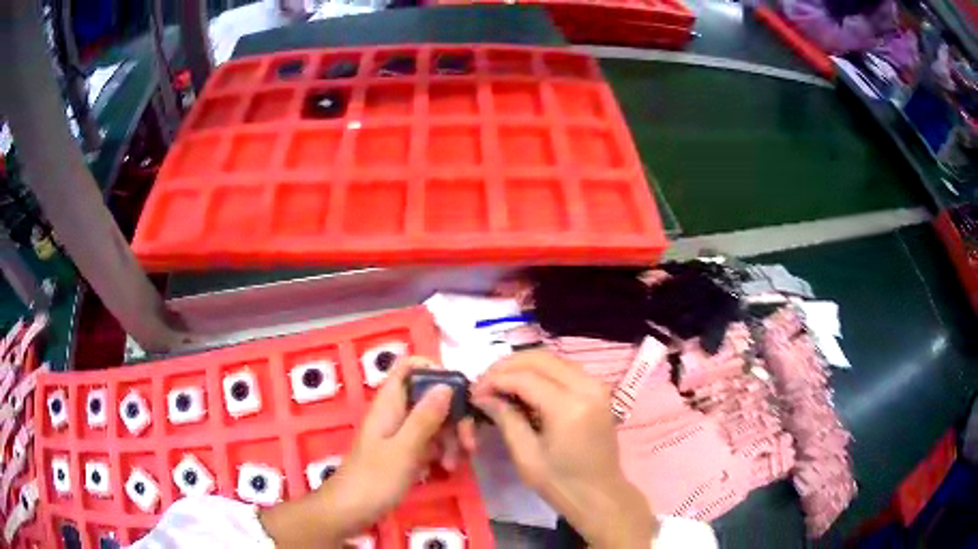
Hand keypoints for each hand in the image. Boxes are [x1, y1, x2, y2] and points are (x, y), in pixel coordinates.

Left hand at [260, 357, 475, 546]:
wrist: (349, 511)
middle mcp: (395, 413)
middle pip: (429, 396)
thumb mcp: (404, 449)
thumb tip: (446, 384)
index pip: (409, 368)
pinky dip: (441, 451)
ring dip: (450, 438)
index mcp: (389, 404)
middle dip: (453, 414)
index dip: (434, 370)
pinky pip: (429, 442)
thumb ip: (425, 417)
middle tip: (468, 440)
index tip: (459, 391)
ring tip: (454, 463)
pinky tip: (446, 469)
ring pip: (433, 421)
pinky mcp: (403, 453)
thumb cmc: (374, 480)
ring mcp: (399, 434)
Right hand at [471, 351, 657, 548]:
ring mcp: (597, 386)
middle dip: (507, 366)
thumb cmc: (560, 483)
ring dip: (523, 365)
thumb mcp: (526, 455)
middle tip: (484, 382)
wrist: (599, 494)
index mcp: (569, 407)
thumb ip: (506, 418)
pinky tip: (523, 385)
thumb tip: (482, 396)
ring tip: (499, 382)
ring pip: (553, 359)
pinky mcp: (598, 390)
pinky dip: (541, 371)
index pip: (525, 377)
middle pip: (540, 358)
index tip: (474, 391)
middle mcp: (587, 387)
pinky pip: (564, 369)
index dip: (495, 380)